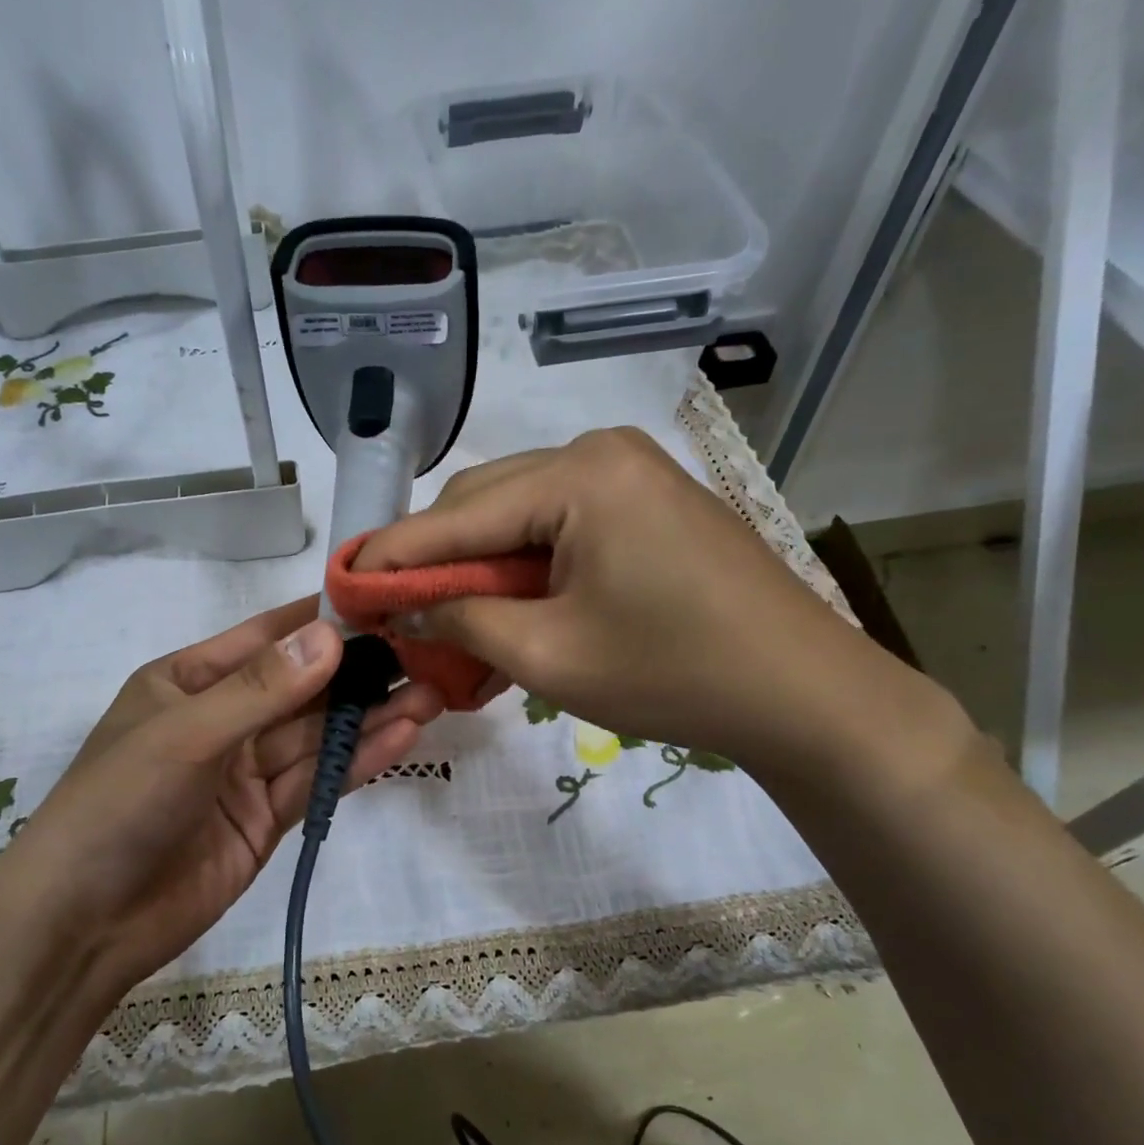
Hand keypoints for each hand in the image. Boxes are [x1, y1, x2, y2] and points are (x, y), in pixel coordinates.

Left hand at [0, 597, 442, 1006]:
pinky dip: (358, 760)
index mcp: (189, 680)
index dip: (323, 620)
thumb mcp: (186, 735)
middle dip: (360, 673)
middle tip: (425, 655)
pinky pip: (318, 779)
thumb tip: (330, 635)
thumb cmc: (118, 805)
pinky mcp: (267, 817)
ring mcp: (246, 771)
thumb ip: (261, 689)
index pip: (267, 637)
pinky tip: (403, 737)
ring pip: (318, 735)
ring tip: (430, 695)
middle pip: (303, 689)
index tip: (384, 603)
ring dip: (370, 716)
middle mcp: (223, 718)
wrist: (83, 924)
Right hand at [355, 428, 963, 785]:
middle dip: (436, 560)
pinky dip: (524, 567)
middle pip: (485, 502)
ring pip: (519, 514)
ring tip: (447, 620)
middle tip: (398, 613)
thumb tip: (402, 607)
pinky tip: (505, 607)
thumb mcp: (548, 655)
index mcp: (579, 475)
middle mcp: (601, 452)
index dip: (392, 557)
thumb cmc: (672, 673)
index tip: (343, 587)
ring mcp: (630, 474)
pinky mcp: (646, 502)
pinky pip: (560, 526)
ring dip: (478, 566)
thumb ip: (461, 620)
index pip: (456, 515)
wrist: (800, 691)